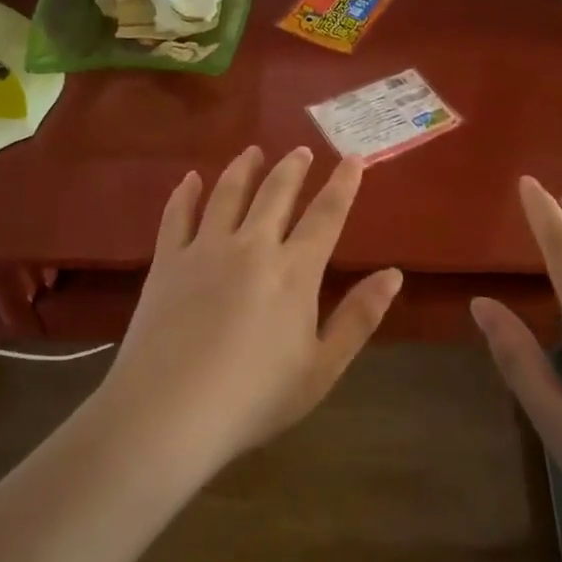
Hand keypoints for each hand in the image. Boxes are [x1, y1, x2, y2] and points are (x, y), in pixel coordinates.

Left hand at [98, 145, 402, 471]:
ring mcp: (205, 249)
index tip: (352, 159)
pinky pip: (177, 214)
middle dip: (293, 168)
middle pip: (276, 193)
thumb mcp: (321, 368)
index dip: (342, 185)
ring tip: (253, 150)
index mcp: (294, 271)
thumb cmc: (255, 398)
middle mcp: (252, 246)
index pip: (326, 215)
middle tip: (301, 150)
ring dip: (244, 167)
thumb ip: (359, 318)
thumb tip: (394, 275)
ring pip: (228, 193)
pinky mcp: (167, 260)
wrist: (170, 412)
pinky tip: (191, 178)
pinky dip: (185, 192)